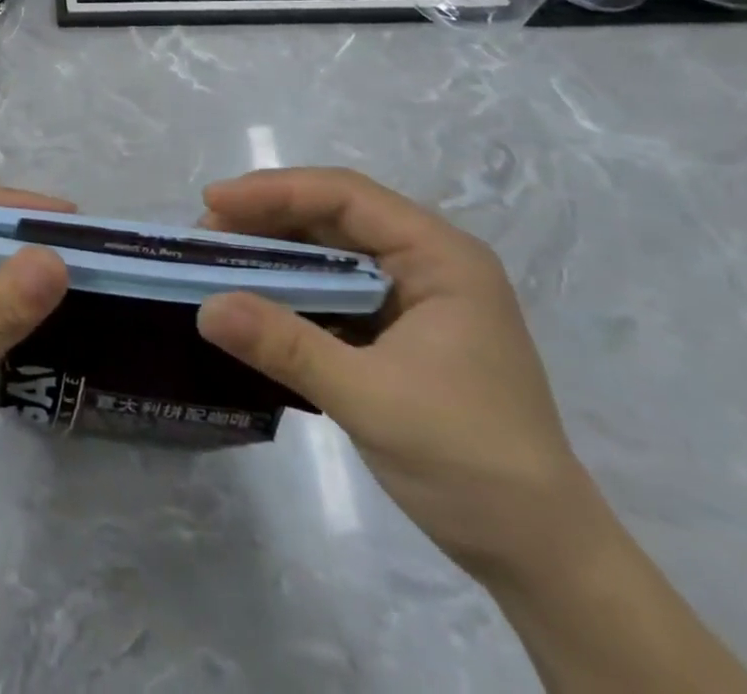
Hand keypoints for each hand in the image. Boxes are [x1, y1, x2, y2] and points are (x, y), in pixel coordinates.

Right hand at [195, 168, 599, 579]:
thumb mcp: (371, 399)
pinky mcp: (397, 327)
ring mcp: (413, 294)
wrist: (540, 556)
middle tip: (206, 234)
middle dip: (266, 218)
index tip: (214, 201)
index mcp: (440, 257)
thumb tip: (205, 307)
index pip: (346, 196)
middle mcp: (427, 261)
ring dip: (274, 252)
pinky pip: (333, 287)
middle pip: (334, 214)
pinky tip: (254, 298)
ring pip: (330, 249)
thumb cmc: (469, 463)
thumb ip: (286, 346)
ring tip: (219, 261)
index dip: (274, 191)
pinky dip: (291, 287)